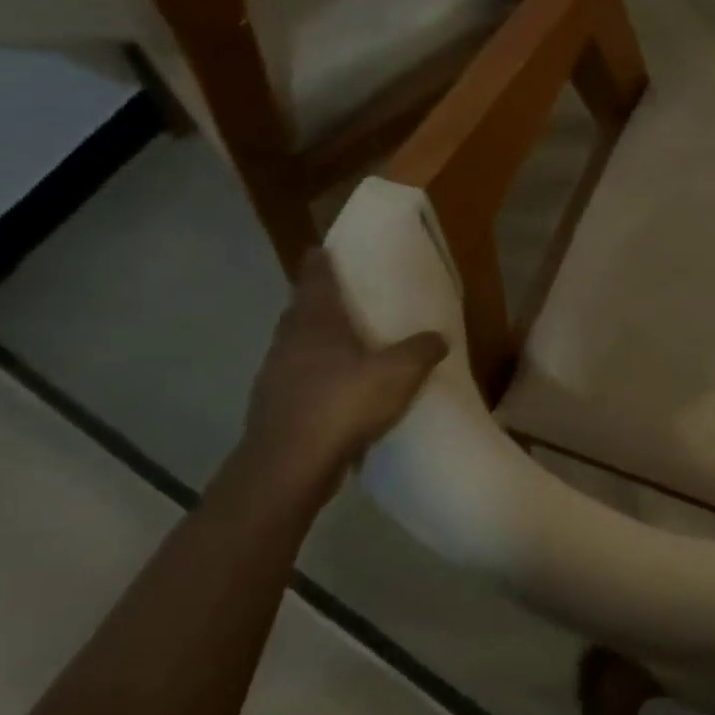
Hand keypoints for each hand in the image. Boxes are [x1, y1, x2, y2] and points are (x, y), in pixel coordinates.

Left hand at [238, 251, 447, 499]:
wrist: (289, 465)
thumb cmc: (342, 404)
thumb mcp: (398, 373)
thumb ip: (420, 351)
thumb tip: (438, 337)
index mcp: (315, 323)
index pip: (315, 280)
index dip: (320, 263)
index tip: (323, 249)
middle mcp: (289, 342)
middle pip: (301, 312)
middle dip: (318, 302)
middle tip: (343, 298)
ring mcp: (276, 376)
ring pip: (298, 347)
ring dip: (317, 342)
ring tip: (346, 345)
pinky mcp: (275, 407)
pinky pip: (299, 379)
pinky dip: (316, 376)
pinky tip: (337, 390)